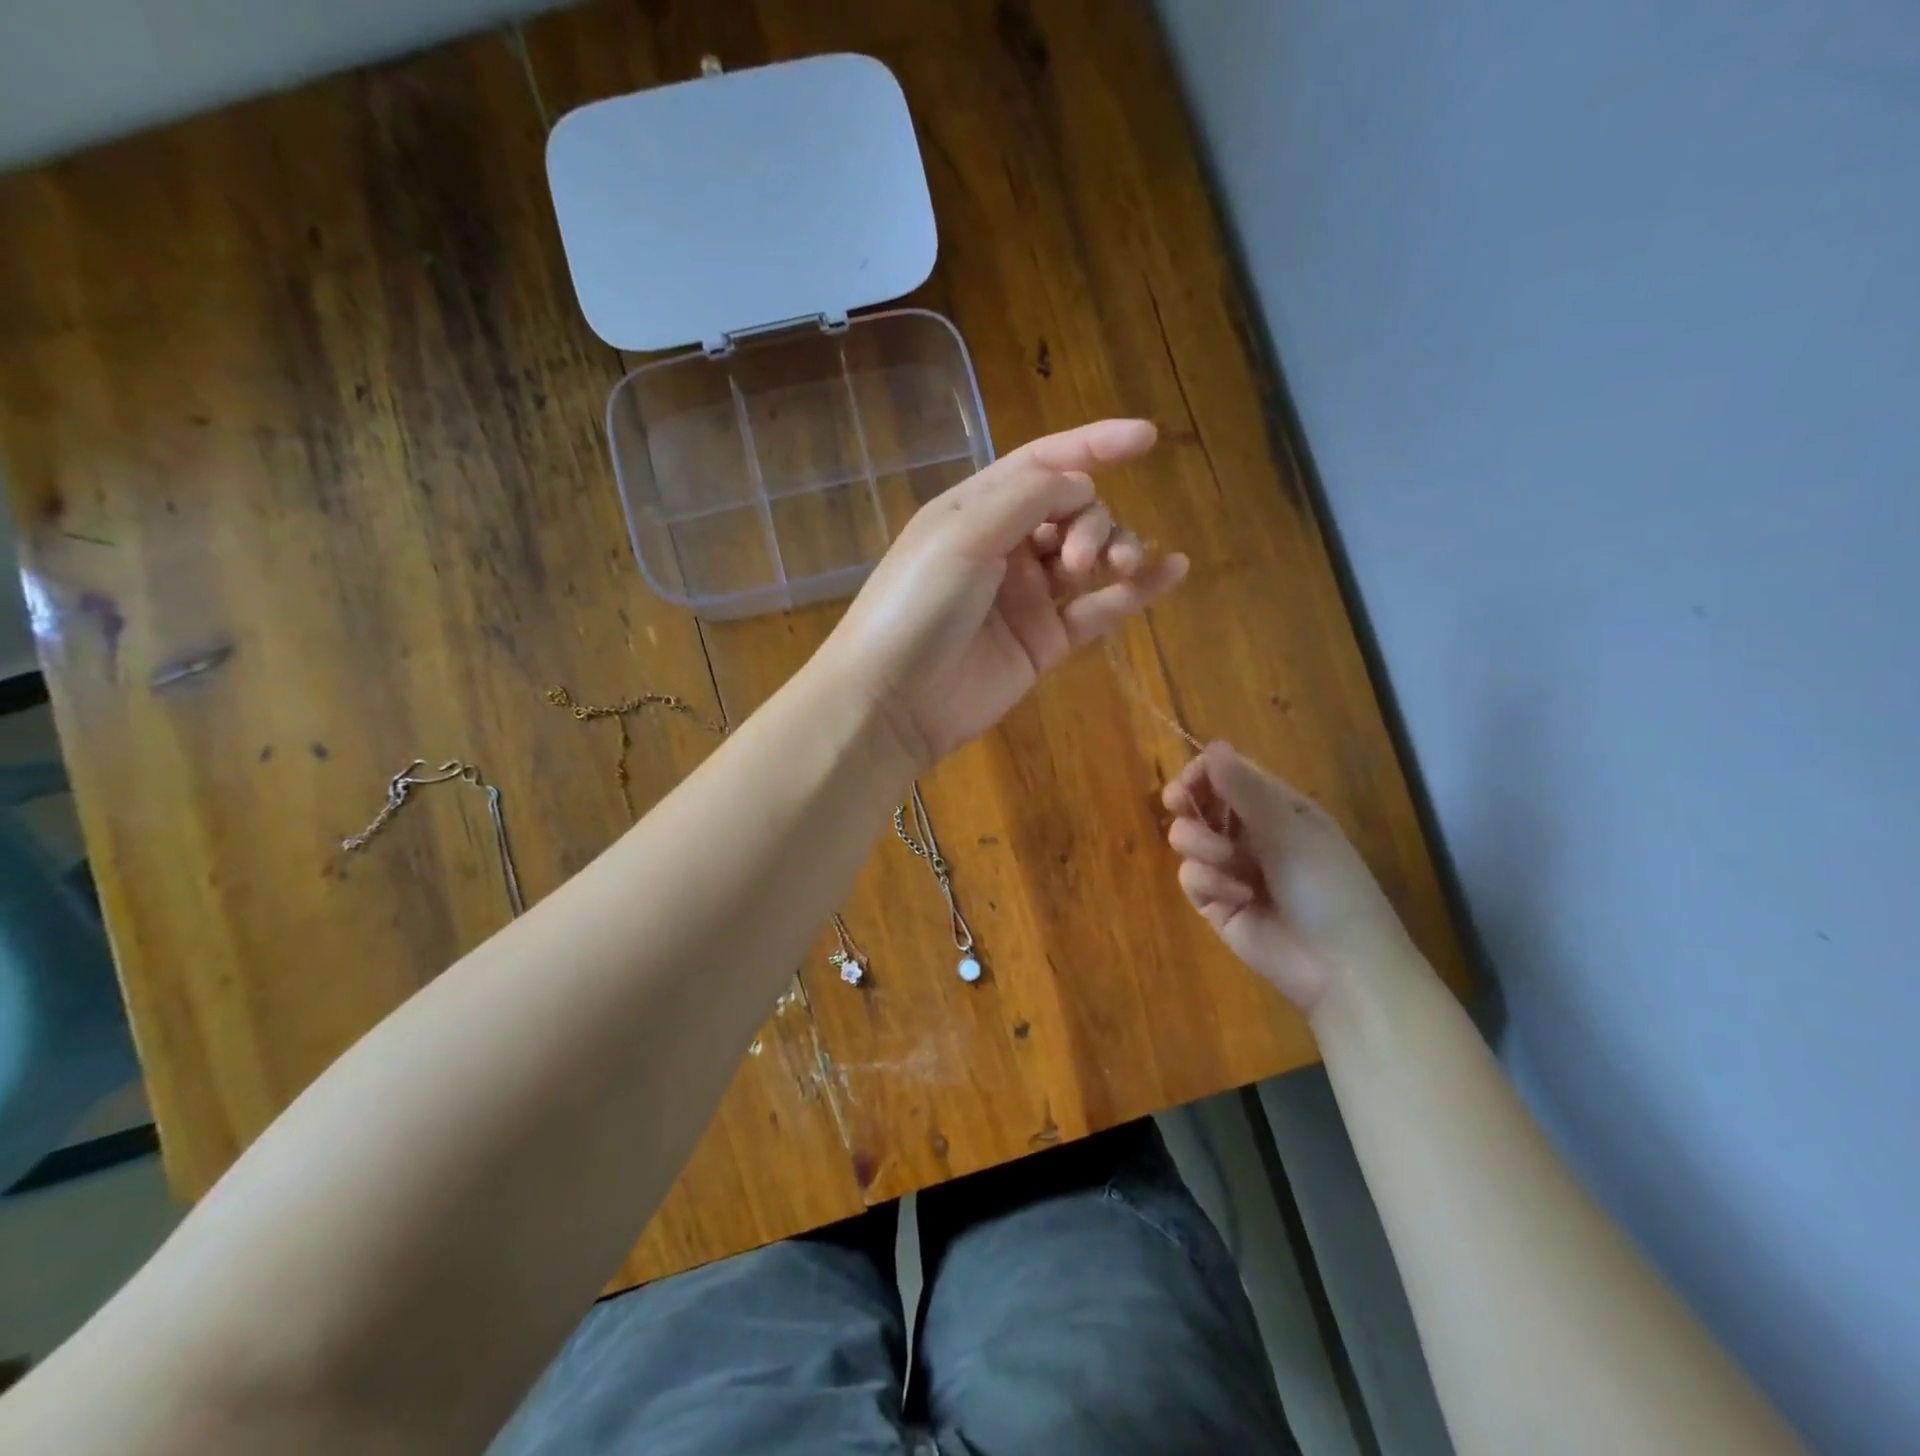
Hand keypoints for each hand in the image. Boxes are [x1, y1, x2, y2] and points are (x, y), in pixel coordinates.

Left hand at [820, 419, 1188, 766]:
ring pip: (1089, 557)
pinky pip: (1099, 609)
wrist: (894, 700)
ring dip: (1114, 550)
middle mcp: (1004, 546)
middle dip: (1090, 521)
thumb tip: (1083, 485)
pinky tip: (1174, 570)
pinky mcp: (1044, 642)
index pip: (1042, 463)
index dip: (1093, 446)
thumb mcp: (964, 534)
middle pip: (1072, 510)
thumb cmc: (917, 605)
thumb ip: (1028, 498)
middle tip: (1075, 559)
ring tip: (1115, 569)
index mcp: (976, 509)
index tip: (1145, 439)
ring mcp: (1026, 596)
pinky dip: (1137, 592)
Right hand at [1163, 742, 1417, 1013]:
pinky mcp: (1215, 902)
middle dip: (1188, 803)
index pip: (1228, 774)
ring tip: (1226, 862)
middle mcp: (1250, 833)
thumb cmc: (1328, 888)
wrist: (1341, 968)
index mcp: (1277, 808)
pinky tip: (1237, 898)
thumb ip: (1246, 790)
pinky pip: (1191, 876)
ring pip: (1187, 838)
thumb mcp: (1290, 832)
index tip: (1190, 780)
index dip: (1203, 772)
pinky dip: (1209, 883)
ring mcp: (1230, 868)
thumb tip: (1213, 744)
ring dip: (1200, 844)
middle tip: (1180, 804)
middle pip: (1200, 802)